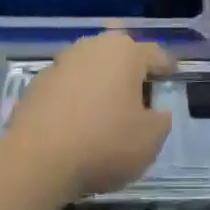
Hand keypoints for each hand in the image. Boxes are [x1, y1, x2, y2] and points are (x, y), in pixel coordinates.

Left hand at [7, 32, 176, 198]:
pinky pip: (66, 86)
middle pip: (118, 54)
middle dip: (129, 69)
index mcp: (125, 52)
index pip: (155, 54)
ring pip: (89, 67)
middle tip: (139, 92)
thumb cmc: (104, 144)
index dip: (167, 67)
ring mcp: (60, 63)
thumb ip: (161, 120)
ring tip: (107, 108)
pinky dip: (75, 98)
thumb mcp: (150, 139)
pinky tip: (77, 122)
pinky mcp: (36, 85)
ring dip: (99, 82)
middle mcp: (91, 47)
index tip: (173, 76)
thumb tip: (155, 112)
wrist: (36, 161)